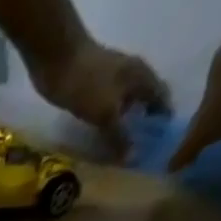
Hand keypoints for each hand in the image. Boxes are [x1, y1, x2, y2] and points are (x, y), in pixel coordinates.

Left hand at [29, 40, 168, 156]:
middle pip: (144, 101)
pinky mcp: (92, 89)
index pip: (161, 97)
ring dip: (124, 124)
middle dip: (144, 123)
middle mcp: (131, 76)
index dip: (163, 118)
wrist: (58, 61)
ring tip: (121, 151)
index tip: (161, 142)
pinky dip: (107, 123)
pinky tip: (100, 137)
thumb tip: (132, 158)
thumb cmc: (88, 84)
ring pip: (124, 105)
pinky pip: (106, 108)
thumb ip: (119, 135)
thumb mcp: (106, 113)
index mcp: (142, 76)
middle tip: (140, 151)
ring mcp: (111, 81)